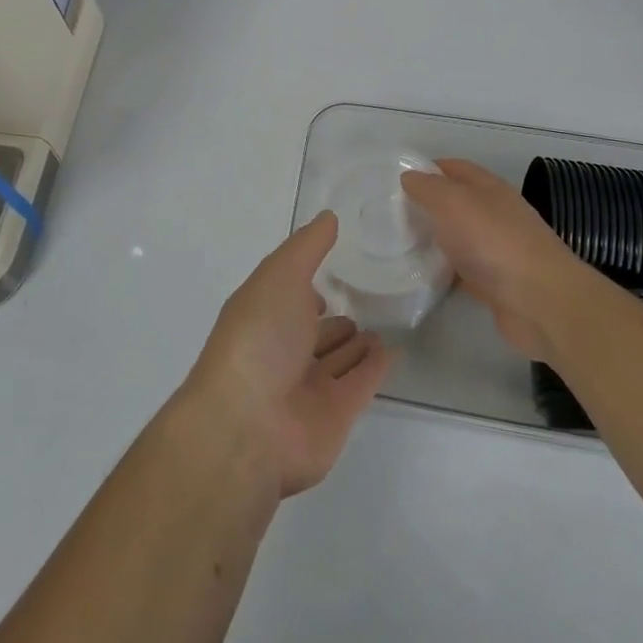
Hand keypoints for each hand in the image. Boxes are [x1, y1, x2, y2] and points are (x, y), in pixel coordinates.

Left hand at [183, 214, 390, 498]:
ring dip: (355, 344)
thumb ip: (307, 247)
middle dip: (333, 319)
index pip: (287, 296)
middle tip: (364, 302)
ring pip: (336, 359)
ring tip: (381, 327)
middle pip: (312, 332)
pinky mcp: (336, 415)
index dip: (304, 285)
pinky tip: (393, 351)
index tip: (330, 269)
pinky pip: (360, 384)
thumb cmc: (259, 337)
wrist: (250, 425)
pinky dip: (375, 368)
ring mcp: (307, 386)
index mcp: (262, 315)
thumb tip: (328, 217)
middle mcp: (282, 351)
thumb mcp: (279, 276)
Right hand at [400, 159, 592, 362]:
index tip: (396, 182)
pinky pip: (463, 269)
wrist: (540, 302)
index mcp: (489, 188)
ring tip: (399, 244)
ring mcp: (498, 249)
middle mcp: (496, 214)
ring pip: (459, 237)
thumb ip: (428, 188)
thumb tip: (409, 177)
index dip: (427, 169)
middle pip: (457, 202)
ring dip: (434, 238)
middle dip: (427, 205)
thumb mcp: (453, 202)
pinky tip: (423, 275)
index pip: (454, 168)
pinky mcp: (496, 283)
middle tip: (391, 215)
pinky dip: (444, 270)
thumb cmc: (493, 242)